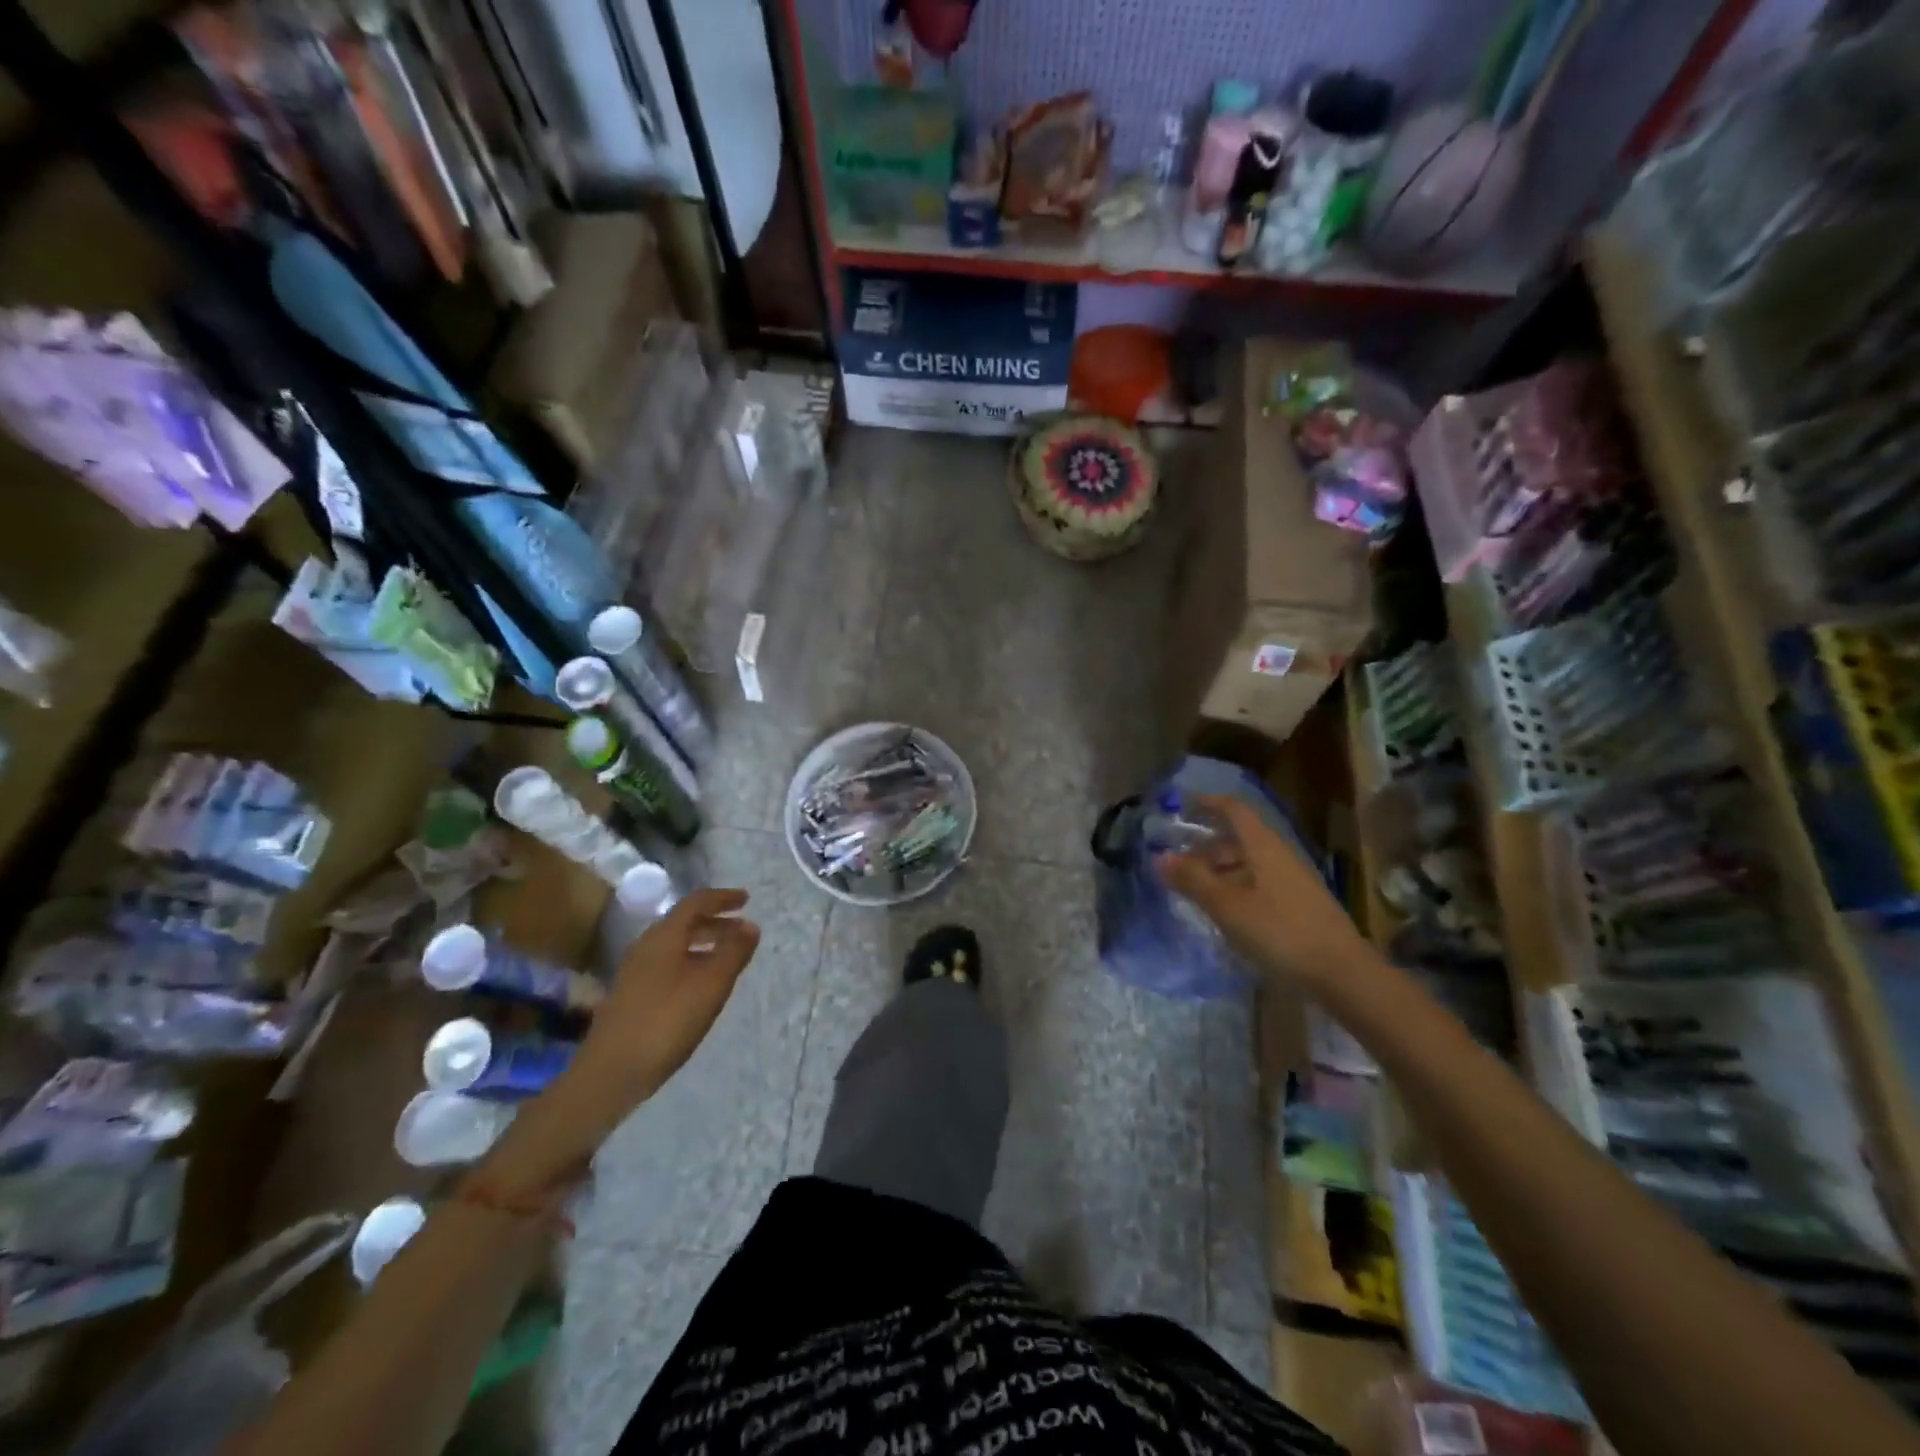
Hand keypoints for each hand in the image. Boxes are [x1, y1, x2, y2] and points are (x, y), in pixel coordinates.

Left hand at [489, 890, 759, 1188]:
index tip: (746, 900)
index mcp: (664, 936)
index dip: (722, 898)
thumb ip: (733, 952)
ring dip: (704, 944)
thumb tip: (750, 925)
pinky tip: (702, 986)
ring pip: (675, 945)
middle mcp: (646, 946)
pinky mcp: (632, 995)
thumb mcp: (711, 985)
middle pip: (684, 922)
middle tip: (742, 930)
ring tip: (728, 958)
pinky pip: (668, 964)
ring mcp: (635, 972)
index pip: (695, 902)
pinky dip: (691, 962)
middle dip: (715, 922)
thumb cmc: (667, 1021)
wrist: (610, 1073)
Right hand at [1158, 795, 1367, 987]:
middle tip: (1176, 863)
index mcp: (1264, 846)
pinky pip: (1258, 885)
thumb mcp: (1228, 906)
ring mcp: (1292, 882)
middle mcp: (1279, 856)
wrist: (1343, 975)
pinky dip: (1235, 889)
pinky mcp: (1298, 907)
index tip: (1181, 805)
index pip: (1234, 810)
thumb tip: (1160, 857)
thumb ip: (1193, 880)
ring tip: (1193, 891)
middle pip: (1238, 839)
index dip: (1207, 803)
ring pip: (1248, 864)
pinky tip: (1223, 913)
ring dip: (1218, 871)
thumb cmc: (1280, 932)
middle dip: (1205, 847)